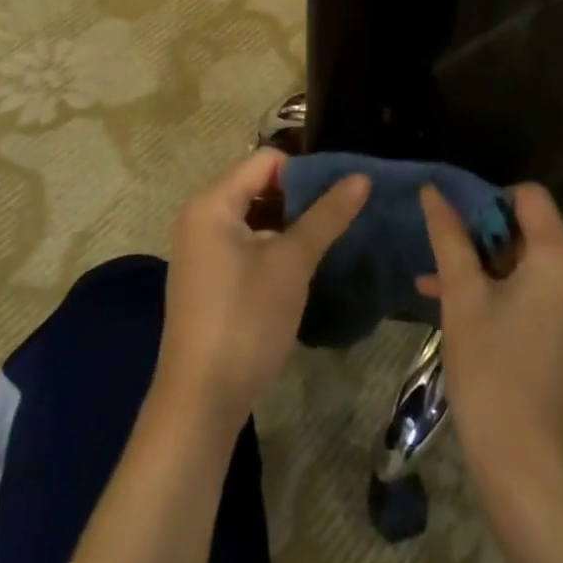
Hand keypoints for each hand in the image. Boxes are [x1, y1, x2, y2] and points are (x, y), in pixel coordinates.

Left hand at [154, 149, 368, 426]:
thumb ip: (326, 216)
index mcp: (212, 203)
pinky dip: (272, 244)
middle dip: (299, 195)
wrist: (200, 401)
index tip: (341, 189)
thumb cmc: (246, 319)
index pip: (266, 161)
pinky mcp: (207, 277)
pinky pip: (244, 241)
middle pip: (257, 185)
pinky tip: (301, 263)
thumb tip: (362, 177)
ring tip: (329, 234)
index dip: (305, 170)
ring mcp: (200, 249)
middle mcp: (200, 217)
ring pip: (253, 215)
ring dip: (288, 221)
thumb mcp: (292, 263)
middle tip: (341, 211)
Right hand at [417, 184, 562, 508]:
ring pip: (538, 269)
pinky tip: (476, 319)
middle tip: (445, 267)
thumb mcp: (462, 296)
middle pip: (535, 233)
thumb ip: (448, 236)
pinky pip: (551, 299)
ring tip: (445, 293)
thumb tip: (432, 190)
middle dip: (486, 244)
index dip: (490, 202)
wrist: (528, 468)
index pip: (529, 196)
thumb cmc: (491, 371)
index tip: (458, 231)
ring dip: (494, 274)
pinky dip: (516, 299)